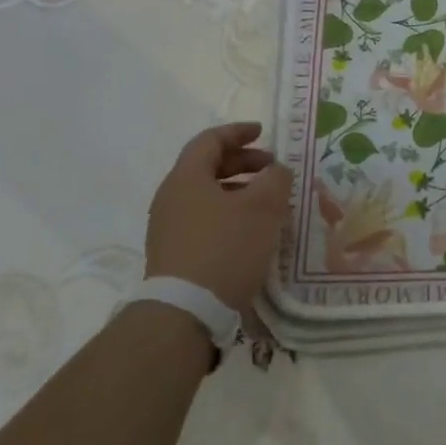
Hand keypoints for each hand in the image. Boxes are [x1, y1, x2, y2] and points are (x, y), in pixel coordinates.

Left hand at [145, 122, 292, 314]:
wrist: (186, 312)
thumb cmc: (226, 248)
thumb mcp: (263, 207)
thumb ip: (275, 179)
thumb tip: (276, 170)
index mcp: (186, 178)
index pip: (210, 140)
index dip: (238, 132)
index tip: (262, 133)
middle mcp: (171, 197)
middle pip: (206, 167)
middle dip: (242, 163)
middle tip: (272, 169)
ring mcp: (168, 228)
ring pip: (206, 195)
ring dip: (238, 191)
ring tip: (268, 202)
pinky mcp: (174, 254)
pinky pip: (203, 219)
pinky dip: (228, 213)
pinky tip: (251, 231)